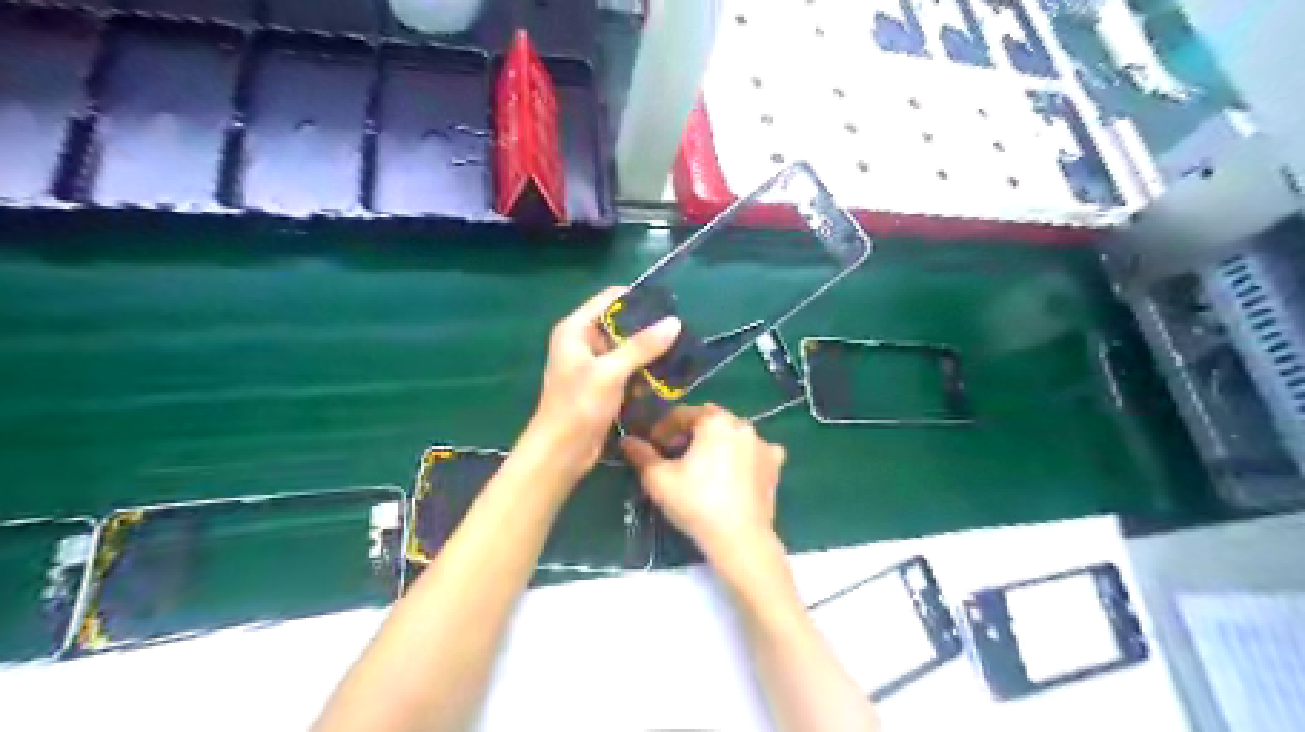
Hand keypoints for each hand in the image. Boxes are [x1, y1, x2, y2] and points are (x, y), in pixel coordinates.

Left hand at [523, 286, 684, 484]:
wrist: (561, 453)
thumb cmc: (578, 406)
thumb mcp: (610, 372)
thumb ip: (641, 346)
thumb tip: (674, 323)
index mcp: (576, 329)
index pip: (610, 298)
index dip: (638, 297)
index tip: (670, 304)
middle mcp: (583, 342)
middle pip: (620, 323)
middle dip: (649, 327)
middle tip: (681, 330)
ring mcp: (593, 365)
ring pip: (627, 348)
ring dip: (650, 351)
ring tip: (681, 349)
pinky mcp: (603, 385)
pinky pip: (628, 369)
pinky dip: (645, 370)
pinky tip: (668, 373)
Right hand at [621, 407, 782, 570]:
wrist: (739, 537)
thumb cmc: (696, 503)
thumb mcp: (659, 479)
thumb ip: (642, 455)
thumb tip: (627, 441)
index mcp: (714, 421)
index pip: (682, 414)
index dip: (663, 429)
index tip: (653, 447)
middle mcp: (742, 425)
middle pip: (709, 421)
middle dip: (690, 434)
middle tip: (674, 455)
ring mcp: (763, 444)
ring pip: (732, 435)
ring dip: (716, 443)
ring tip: (702, 466)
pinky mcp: (775, 466)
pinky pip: (754, 452)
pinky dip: (743, 456)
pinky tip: (735, 472)